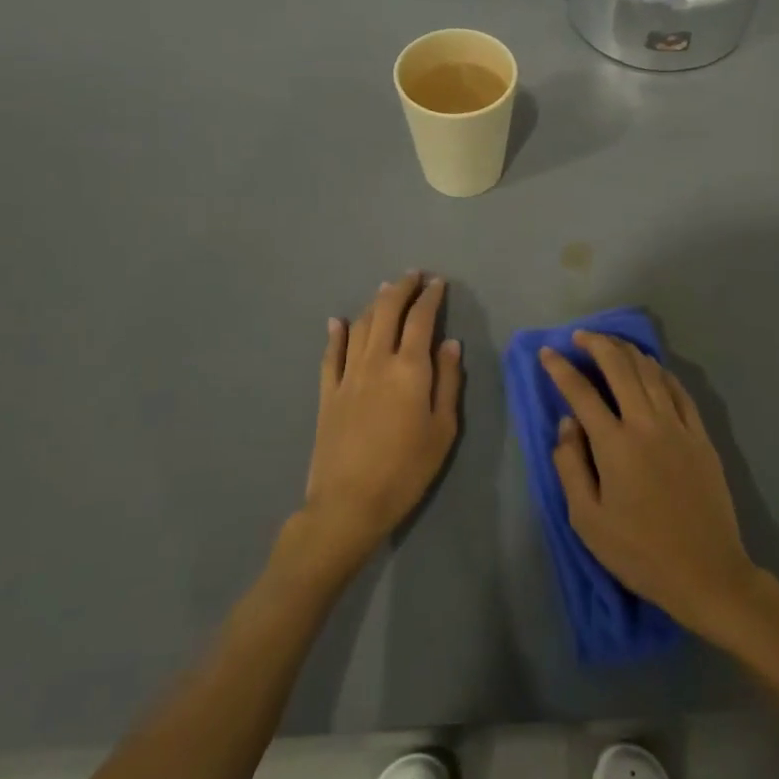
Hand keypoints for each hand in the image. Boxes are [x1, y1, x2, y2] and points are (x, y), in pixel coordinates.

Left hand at [302, 272, 463, 567]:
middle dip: (401, 289)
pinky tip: (336, 322)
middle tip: (413, 275)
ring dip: (374, 304)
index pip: (421, 319)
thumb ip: (448, 382)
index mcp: (410, 368)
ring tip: (385, 292)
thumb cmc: (407, 469)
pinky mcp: (328, 393)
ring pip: (360, 326)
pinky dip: (335, 334)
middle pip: (387, 312)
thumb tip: (450, 344)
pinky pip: (331, 355)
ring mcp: (348, 375)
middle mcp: (377, 361)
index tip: (438, 282)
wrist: (349, 502)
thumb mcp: (442, 429)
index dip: (430, 297)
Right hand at [541, 333, 761, 635]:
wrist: (706, 572)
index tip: (547, 353)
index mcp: (615, 445)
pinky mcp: (701, 436)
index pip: (581, 393)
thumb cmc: (639, 552)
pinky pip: (679, 390)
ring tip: (611, 343)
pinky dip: (661, 372)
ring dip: (628, 352)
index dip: (561, 369)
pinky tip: (652, 367)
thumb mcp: (587, 520)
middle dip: (597, 345)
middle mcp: (647, 424)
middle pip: (620, 368)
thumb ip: (570, 466)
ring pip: (651, 372)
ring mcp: (679, 426)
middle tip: (580, 336)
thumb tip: (567, 424)